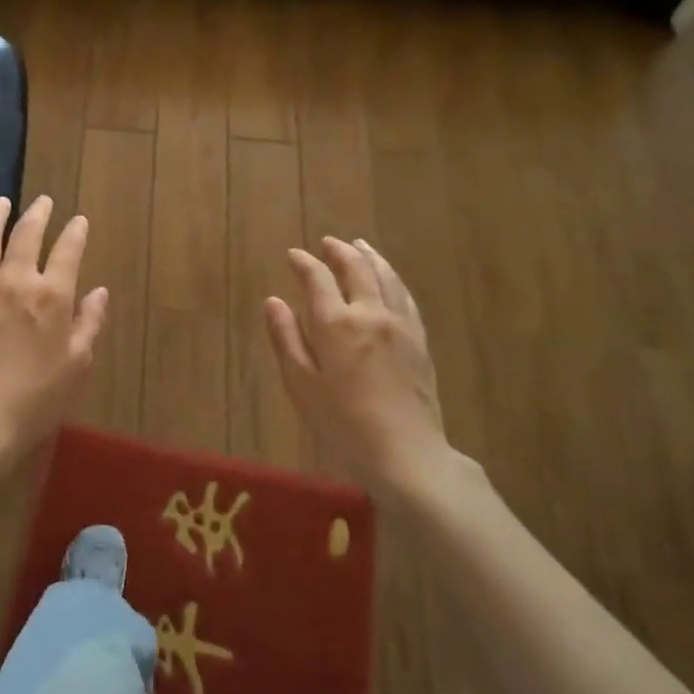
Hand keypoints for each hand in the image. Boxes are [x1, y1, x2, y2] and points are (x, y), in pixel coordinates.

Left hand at [0, 195, 108, 453]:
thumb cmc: (36, 397)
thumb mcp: (76, 364)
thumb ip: (89, 323)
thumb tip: (99, 292)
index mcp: (52, 295)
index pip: (68, 250)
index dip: (75, 232)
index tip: (78, 221)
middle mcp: (15, 280)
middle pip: (26, 234)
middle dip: (38, 214)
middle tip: (43, 202)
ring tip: (1, 203)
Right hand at [265, 237, 469, 496]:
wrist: (404, 451)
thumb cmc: (341, 423)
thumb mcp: (300, 384)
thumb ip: (286, 338)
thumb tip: (273, 301)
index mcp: (336, 323)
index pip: (318, 279)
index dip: (304, 263)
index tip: (293, 255)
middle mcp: (370, 313)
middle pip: (357, 269)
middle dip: (339, 251)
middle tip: (327, 242)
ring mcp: (400, 324)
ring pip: (386, 277)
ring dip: (370, 257)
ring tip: (360, 246)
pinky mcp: (419, 340)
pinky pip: (406, 296)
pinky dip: (393, 278)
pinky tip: (390, 280)